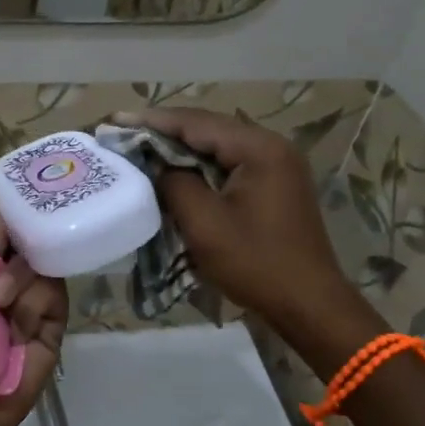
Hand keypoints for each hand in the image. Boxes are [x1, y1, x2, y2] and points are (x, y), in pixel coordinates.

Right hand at [117, 107, 352, 336]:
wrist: (309, 305)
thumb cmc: (256, 263)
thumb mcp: (204, 224)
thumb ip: (174, 183)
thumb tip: (155, 164)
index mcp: (259, 148)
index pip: (196, 122)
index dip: (153, 121)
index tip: (116, 120)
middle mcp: (272, 147)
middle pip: (209, 129)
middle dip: (165, 132)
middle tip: (124, 134)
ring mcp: (277, 166)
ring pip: (218, 147)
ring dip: (181, 149)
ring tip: (142, 150)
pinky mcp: (274, 186)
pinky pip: (229, 166)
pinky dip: (200, 167)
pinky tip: (176, 173)